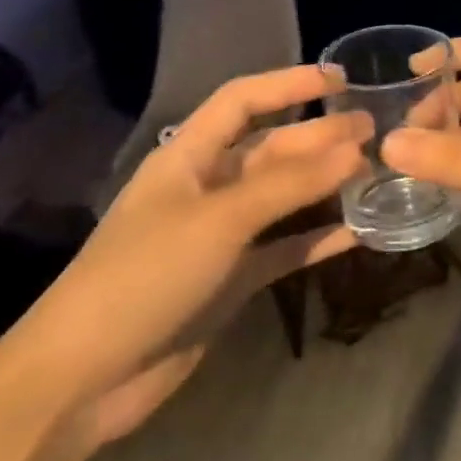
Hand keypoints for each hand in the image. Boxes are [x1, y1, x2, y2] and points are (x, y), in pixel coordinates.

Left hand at [0, 64, 368, 449]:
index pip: (242, 101)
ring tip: (375, 173)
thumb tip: (356, 149)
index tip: (341, 80)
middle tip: (376, 132)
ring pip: (284, 198)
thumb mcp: (220, 219)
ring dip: (325, 185)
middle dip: (320, 137)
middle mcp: (207, 188)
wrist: (84, 380)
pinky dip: (319, 238)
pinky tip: (357, 232)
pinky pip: (286, 248)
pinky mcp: (232, 279)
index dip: (288, 84)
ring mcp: (221, 236)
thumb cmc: (144, 276)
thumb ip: (290, 184)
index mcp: (187, 157)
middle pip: (272, 149)